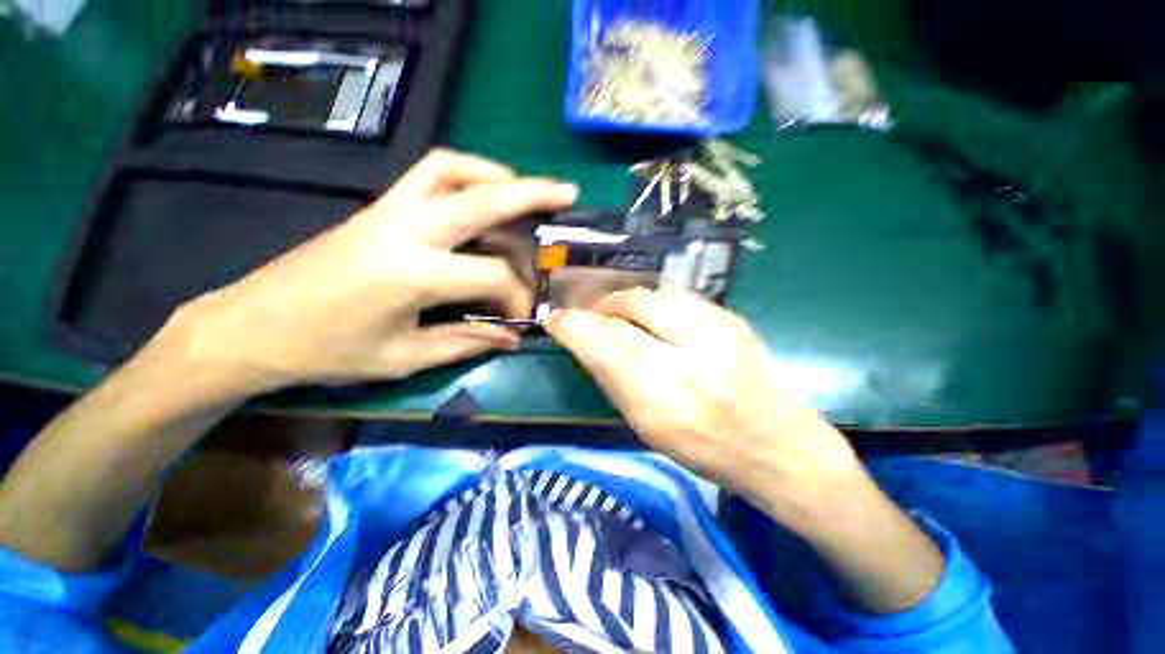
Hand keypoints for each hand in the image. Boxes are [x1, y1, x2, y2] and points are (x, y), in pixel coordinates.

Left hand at [167, 149, 577, 394]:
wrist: (251, 326)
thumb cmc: (328, 351)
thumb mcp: (404, 358)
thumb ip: (466, 342)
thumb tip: (512, 337)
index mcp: (413, 274)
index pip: (492, 276)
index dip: (517, 295)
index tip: (521, 316)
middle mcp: (406, 229)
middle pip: (482, 199)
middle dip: (531, 195)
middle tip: (567, 193)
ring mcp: (389, 209)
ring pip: (452, 168)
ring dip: (495, 174)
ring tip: (524, 189)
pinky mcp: (379, 206)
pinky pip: (428, 173)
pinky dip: (464, 173)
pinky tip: (481, 192)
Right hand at [545, 288, 863, 514]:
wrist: (781, 446)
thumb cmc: (707, 451)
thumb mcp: (649, 429)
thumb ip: (614, 381)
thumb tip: (586, 343)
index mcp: (664, 402)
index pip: (606, 346)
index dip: (574, 327)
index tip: (556, 320)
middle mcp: (691, 360)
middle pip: (628, 309)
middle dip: (598, 308)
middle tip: (587, 317)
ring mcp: (718, 332)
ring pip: (651, 296)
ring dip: (623, 302)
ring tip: (615, 315)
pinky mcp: (733, 319)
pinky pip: (676, 297)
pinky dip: (652, 303)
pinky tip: (649, 316)